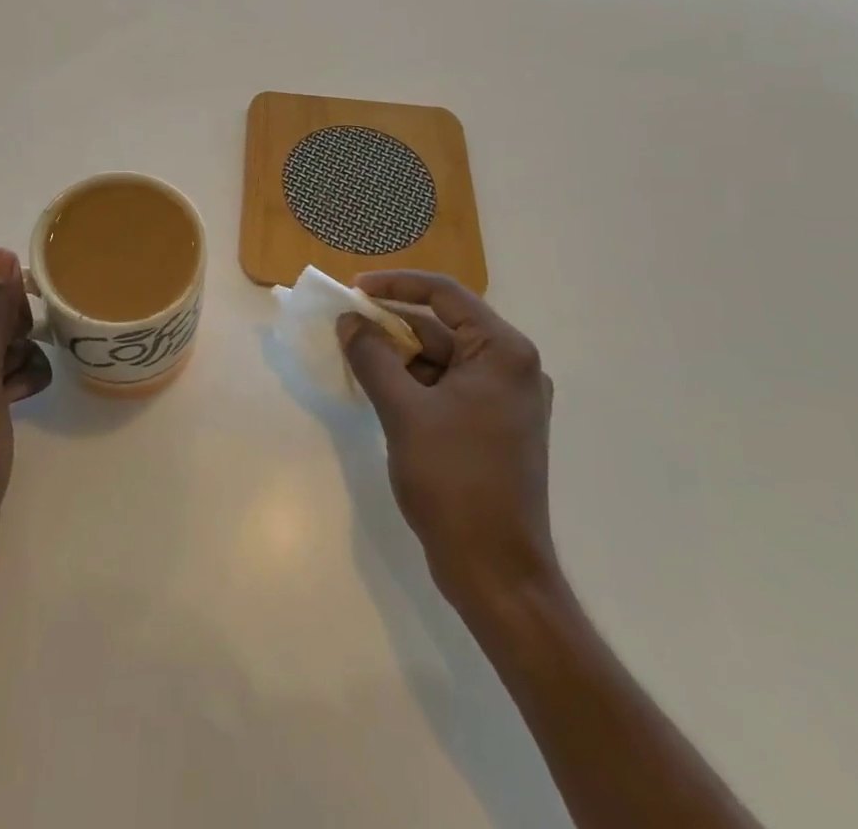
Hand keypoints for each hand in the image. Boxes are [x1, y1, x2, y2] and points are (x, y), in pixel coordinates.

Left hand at [0, 243, 52, 615]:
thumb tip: (1, 254)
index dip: (5, 278)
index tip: (27, 309)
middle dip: (17, 317)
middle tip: (16, 352)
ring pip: (6, 334)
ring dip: (24, 350)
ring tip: (17, 385)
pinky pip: (11, 368)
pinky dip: (24, 376)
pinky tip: (23, 400)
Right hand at [338, 271, 557, 614]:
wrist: (496, 572)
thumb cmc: (454, 482)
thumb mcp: (403, 412)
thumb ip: (373, 357)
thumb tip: (348, 321)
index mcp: (503, 352)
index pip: (445, 295)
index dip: (395, 285)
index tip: (353, 289)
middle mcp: (512, 366)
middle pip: (442, 326)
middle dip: (392, 324)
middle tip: (346, 325)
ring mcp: (505, 398)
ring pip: (442, 358)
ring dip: (399, 355)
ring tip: (354, 356)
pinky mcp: (494, 424)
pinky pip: (448, 385)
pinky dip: (414, 382)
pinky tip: (380, 389)